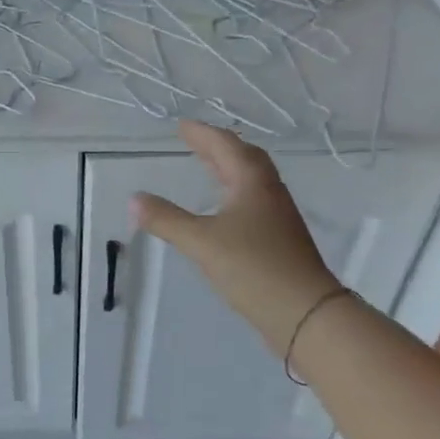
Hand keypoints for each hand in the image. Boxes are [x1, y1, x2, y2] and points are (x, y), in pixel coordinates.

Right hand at [130, 122, 341, 349]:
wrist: (305, 312)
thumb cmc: (253, 267)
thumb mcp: (201, 242)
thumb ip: (165, 219)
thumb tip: (134, 199)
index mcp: (252, 182)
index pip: (225, 146)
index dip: (202, 134)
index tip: (182, 125)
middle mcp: (268, 192)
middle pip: (244, 158)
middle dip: (218, 147)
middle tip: (193, 141)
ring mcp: (278, 216)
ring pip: (251, 180)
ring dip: (228, 168)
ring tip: (207, 167)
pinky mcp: (279, 239)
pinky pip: (253, 201)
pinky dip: (234, 192)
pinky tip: (223, 210)